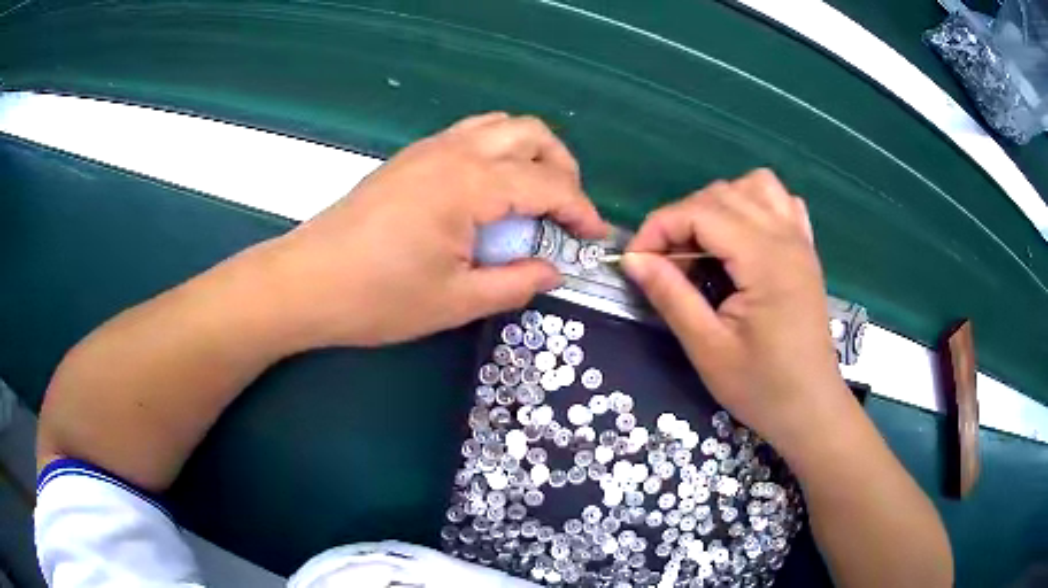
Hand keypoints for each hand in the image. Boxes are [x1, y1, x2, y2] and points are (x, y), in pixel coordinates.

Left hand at [268, 113, 606, 347]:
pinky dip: (497, 153)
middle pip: (530, 133)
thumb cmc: (377, 298)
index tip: (595, 236)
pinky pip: (470, 136)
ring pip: (499, 126)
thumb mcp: (456, 301)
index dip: (581, 209)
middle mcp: (453, 152)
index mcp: (469, 184)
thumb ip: (516, 283)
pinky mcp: (410, 158)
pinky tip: (490, 193)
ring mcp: (428, 149)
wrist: (306, 283)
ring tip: (534, 196)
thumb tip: (553, 270)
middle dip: (562, 166)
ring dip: (530, 153)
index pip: (548, 183)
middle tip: (566, 210)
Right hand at [622, 169, 846, 449]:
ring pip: (754, 186)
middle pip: (722, 194)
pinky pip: (780, 202)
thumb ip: (671, 296)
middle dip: (682, 219)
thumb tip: (633, 258)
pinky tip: (743, 239)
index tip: (636, 261)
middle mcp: (785, 237)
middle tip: (666, 265)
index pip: (700, 212)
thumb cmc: (762, 387)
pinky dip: (754, 205)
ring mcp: (800, 240)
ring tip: (705, 245)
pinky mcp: (806, 251)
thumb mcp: (707, 348)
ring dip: (719, 205)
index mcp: (765, 259)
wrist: (811, 409)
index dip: (659, 228)